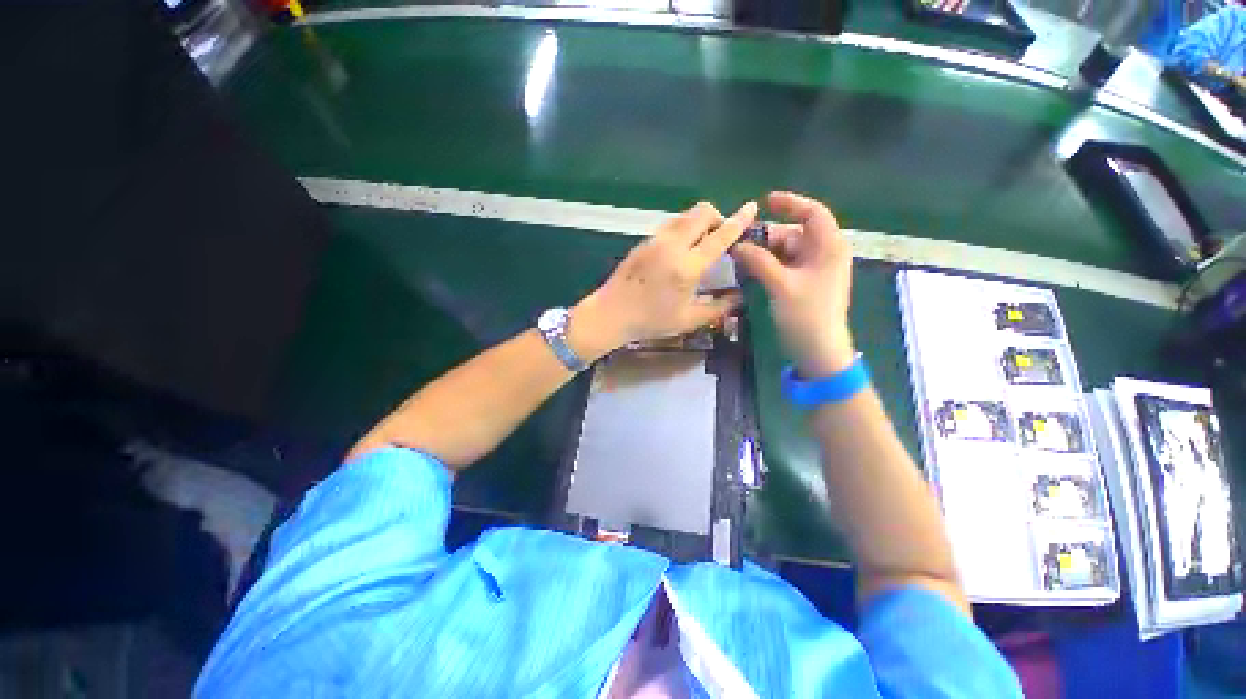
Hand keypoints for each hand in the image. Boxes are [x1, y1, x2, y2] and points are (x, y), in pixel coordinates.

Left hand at [570, 201, 756, 358]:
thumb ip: (718, 308)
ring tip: (703, 242)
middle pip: (702, 212)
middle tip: (722, 235)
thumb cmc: (651, 320)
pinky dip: (684, 227)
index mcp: (687, 266)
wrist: (611, 313)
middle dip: (718, 216)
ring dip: (700, 221)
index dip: (739, 221)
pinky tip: (682, 248)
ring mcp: (655, 240)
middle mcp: (673, 246)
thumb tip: (739, 297)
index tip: (751, 207)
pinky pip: (670, 224)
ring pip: (684, 215)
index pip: (720, 236)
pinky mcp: (643, 241)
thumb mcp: (688, 320)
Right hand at [732, 192, 854, 377]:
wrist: (817, 350)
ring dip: (763, 252)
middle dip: (766, 236)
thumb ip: (758, 261)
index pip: (813, 213)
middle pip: (793, 233)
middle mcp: (823, 254)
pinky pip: (783, 266)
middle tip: (739, 242)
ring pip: (785, 251)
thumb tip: (737, 244)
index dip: (790, 203)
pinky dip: (767, 265)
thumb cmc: (806, 315)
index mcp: (828, 247)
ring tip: (738, 257)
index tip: (765, 202)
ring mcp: (813, 270)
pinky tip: (748, 269)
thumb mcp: (781, 285)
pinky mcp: (803, 284)